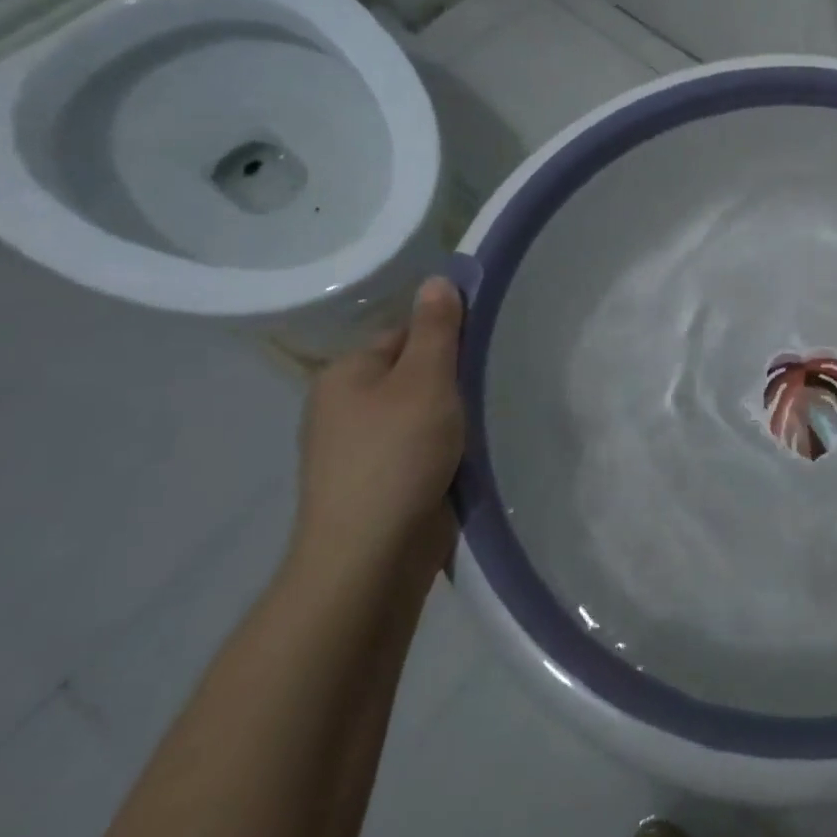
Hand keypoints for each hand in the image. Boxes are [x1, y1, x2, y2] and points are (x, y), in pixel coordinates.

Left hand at [290, 276, 466, 583]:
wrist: (370, 557)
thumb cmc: (397, 455)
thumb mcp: (425, 380)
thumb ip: (436, 329)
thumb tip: (438, 279)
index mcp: (345, 374)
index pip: (404, 333)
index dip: (447, 336)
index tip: (485, 348)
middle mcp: (344, 407)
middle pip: (413, 373)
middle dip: (453, 378)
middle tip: (493, 383)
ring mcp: (358, 450)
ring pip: (420, 413)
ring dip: (453, 416)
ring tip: (488, 418)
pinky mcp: (378, 483)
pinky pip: (419, 448)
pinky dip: (445, 447)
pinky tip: (470, 453)